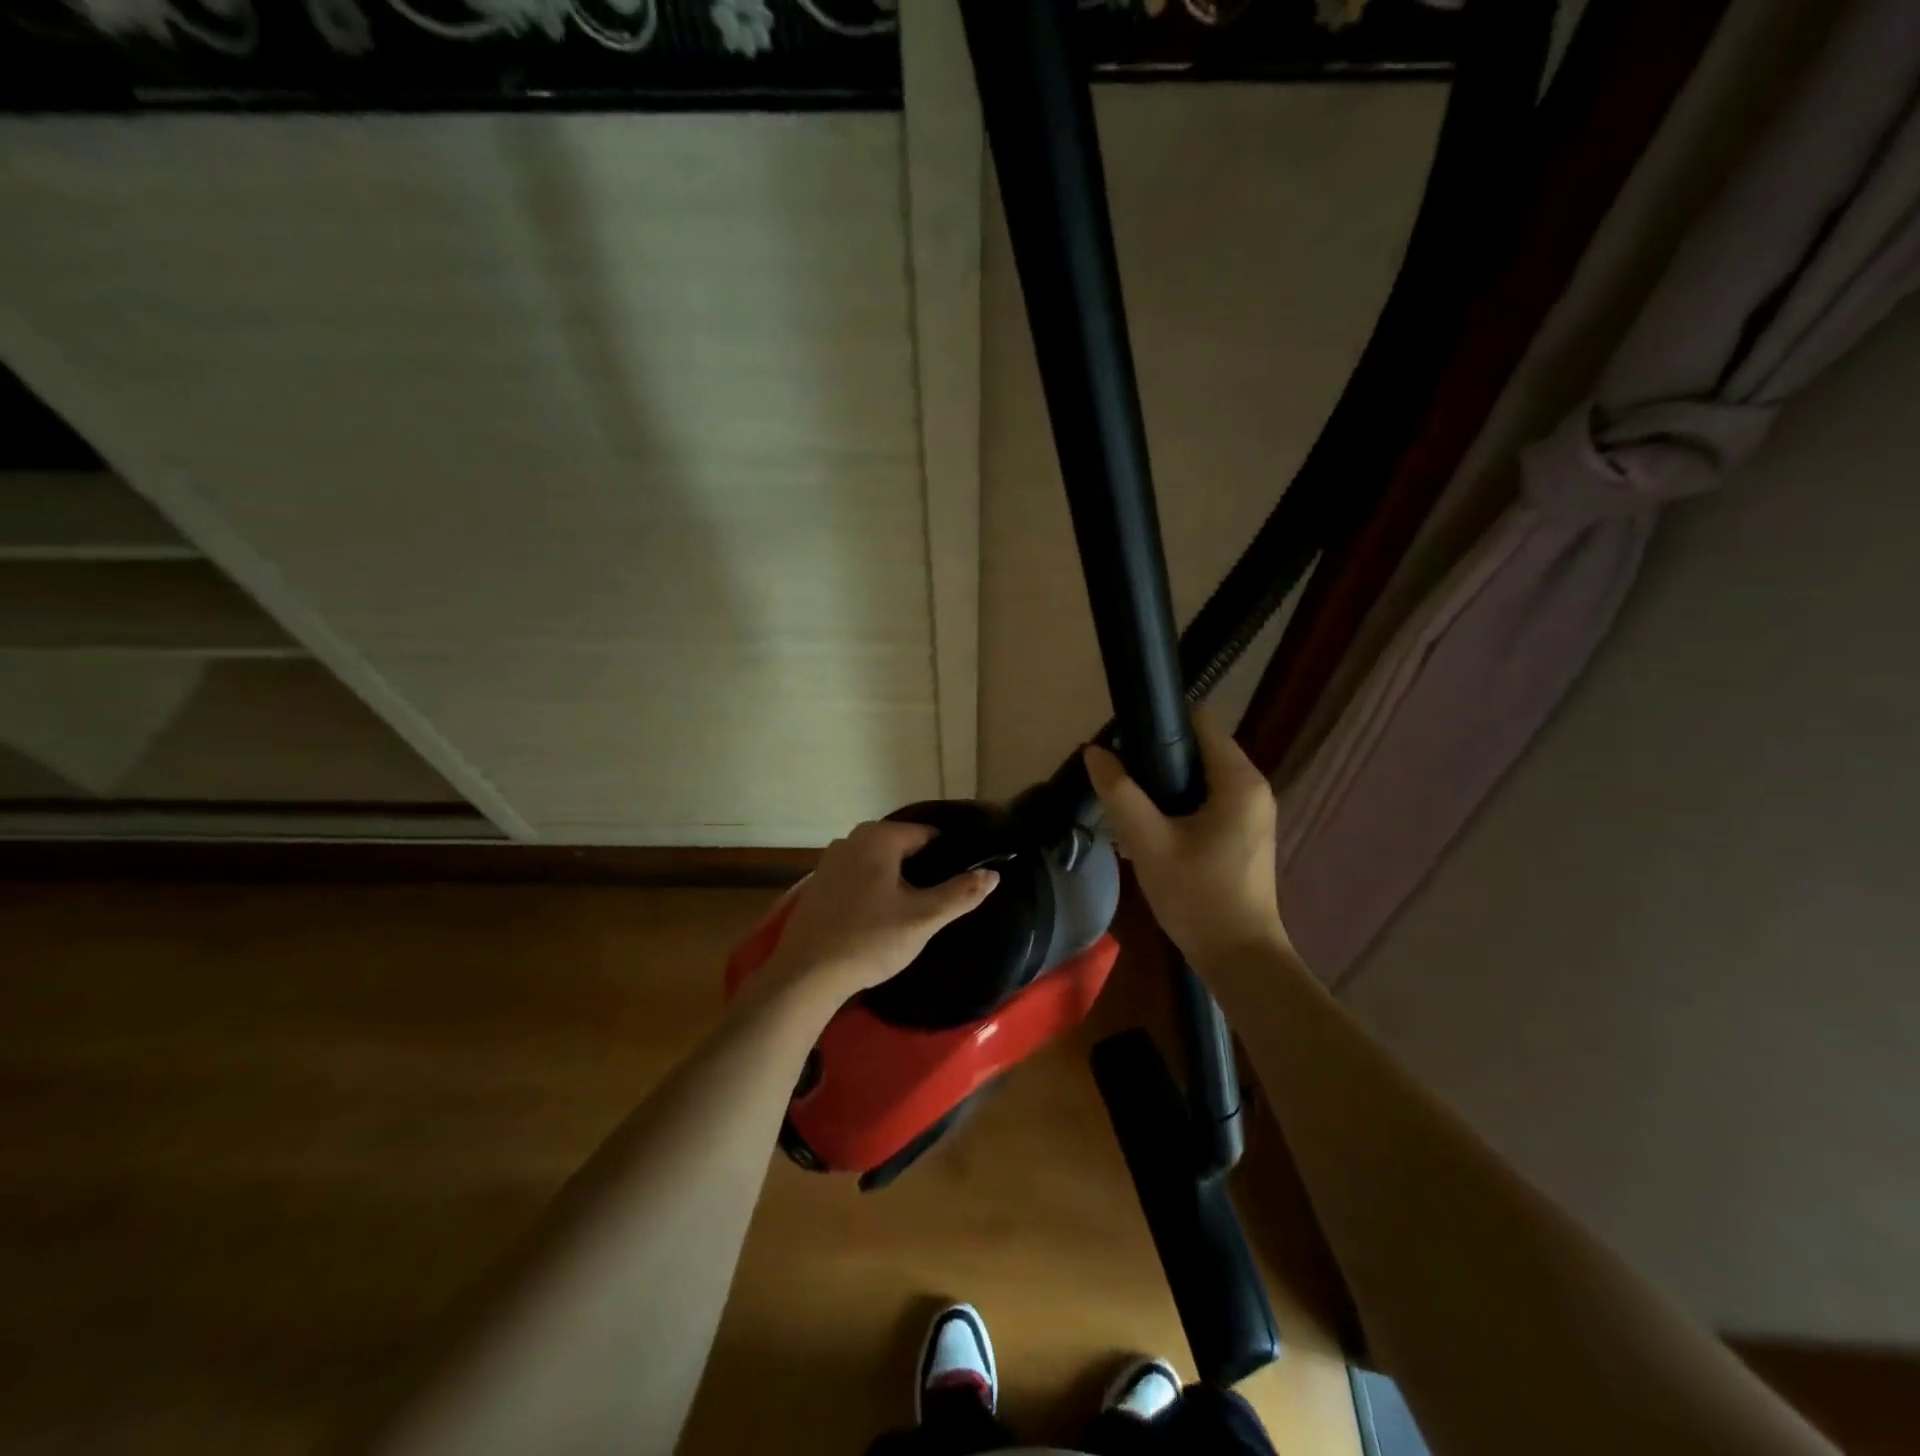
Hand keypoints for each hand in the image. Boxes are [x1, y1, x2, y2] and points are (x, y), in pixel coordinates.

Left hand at [761, 820, 999, 1001]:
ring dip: (896, 879)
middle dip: (922, 868)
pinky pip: (857, 876)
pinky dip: (872, 888)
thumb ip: (960, 893)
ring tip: (913, 909)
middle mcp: (852, 838)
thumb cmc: (870, 940)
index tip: (960, 881)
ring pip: (878, 862)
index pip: (928, 835)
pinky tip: (879, 915)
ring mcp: (830, 859)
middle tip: (939, 899)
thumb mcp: (923, 919)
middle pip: (902, 846)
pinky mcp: (818, 883)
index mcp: (879, 836)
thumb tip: (993, 874)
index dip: (948, 856)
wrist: (806, 974)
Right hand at [1084, 706, 1290, 969]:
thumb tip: (1093, 752)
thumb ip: (1120, 793)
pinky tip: (1149, 824)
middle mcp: (1252, 786)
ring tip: (1126, 799)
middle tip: (1116, 773)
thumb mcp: (1149, 842)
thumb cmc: (1197, 897)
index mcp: (1238, 780)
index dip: (1159, 720)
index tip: (1122, 736)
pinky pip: (1208, 799)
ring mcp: (1252, 811)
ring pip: (1201, 776)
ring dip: (1164, 781)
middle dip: (1156, 754)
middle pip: (1199, 747)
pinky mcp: (1244, 832)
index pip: (1200, 720)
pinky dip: (1179, 802)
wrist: (1239, 958)